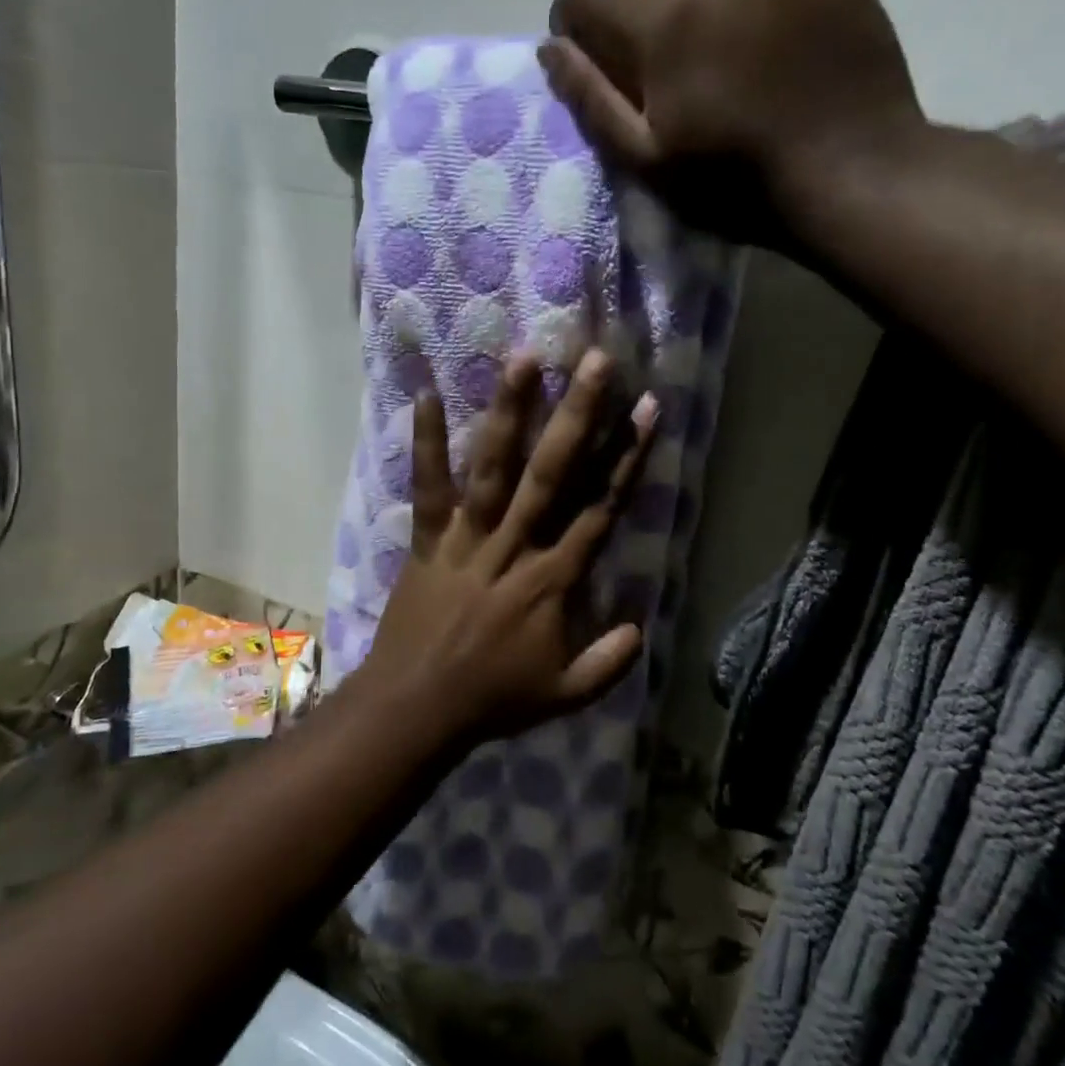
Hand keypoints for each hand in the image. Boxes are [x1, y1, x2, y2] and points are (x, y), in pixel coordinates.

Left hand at [356, 349, 659, 746]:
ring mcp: (467, 537)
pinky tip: (424, 394)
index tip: (647, 408)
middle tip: (596, 362)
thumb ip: (609, 662)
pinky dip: (425, 443)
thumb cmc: (493, 698)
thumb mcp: (566, 695)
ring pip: (494, 467)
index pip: (599, 507)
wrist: (417, 707)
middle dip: (578, 415)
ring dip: (509, 412)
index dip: (626, 457)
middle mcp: (514, 544)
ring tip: (524, 358)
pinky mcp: (428, 538)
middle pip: (553, 472)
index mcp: (553, 579)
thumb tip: (641, 627)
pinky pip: (428, 487)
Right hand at [542, 0, 924, 252]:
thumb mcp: (648, 161)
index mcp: (665, 19)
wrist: (852, 172)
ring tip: (681, 8)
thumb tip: (551, 48)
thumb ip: (591, 100)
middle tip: (624, 25)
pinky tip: (740, 7)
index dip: (570, 19)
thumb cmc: (737, 182)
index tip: (582, 50)